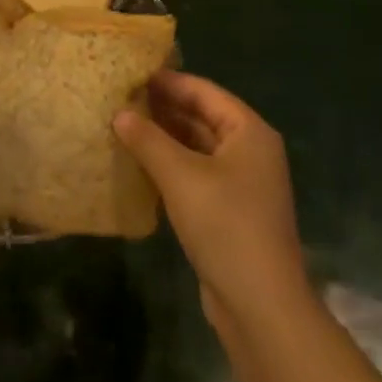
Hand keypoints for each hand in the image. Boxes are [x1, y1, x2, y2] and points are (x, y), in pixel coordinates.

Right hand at [114, 72, 310, 335]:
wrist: (261, 307)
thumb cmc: (225, 225)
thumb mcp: (180, 176)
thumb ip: (148, 139)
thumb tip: (120, 113)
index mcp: (249, 131)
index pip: (203, 91)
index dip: (167, 81)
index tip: (131, 74)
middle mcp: (250, 150)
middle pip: (202, 117)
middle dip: (163, 108)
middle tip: (121, 99)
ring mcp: (242, 183)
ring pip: (197, 147)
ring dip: (164, 138)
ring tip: (124, 126)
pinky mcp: (231, 211)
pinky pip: (197, 174)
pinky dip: (171, 165)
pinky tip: (141, 165)